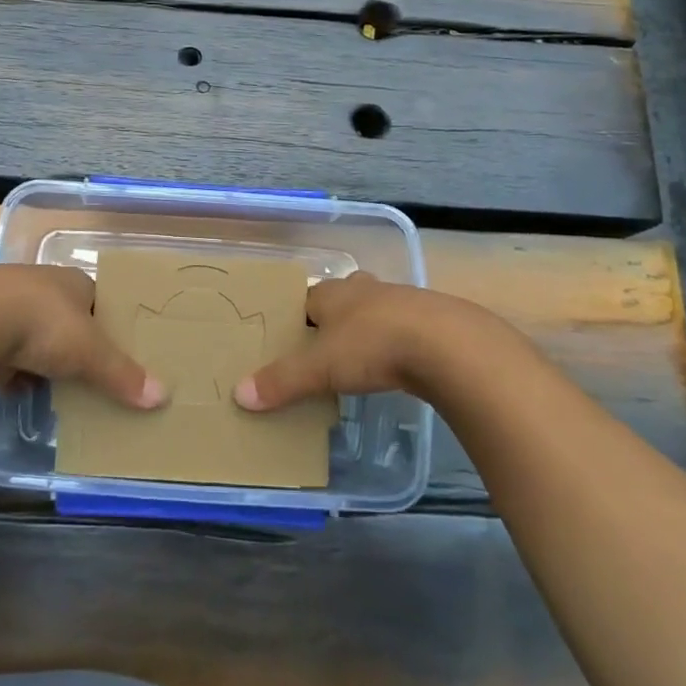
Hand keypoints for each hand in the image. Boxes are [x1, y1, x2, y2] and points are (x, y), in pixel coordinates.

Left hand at [0, 265, 166, 410]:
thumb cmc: (41, 324)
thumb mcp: (89, 351)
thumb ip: (122, 375)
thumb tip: (163, 396)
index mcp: (72, 281)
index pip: (99, 300)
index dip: (110, 324)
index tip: (121, 351)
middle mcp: (41, 287)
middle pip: (67, 319)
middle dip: (76, 346)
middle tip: (93, 376)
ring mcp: (7, 306)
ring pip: (35, 337)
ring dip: (44, 360)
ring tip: (61, 390)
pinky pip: (7, 355)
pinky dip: (15, 372)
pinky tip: (22, 392)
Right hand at [233, 272, 525, 410]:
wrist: (447, 345)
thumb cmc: (372, 344)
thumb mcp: (320, 367)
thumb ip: (282, 381)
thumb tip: (238, 395)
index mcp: (333, 293)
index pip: (305, 298)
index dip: (295, 316)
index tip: (287, 337)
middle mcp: (363, 290)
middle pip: (340, 299)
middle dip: (332, 317)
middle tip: (321, 346)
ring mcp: (400, 301)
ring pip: (373, 311)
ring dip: (365, 328)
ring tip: (356, 357)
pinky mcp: (430, 322)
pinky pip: (402, 329)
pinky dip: (394, 343)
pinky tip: (393, 364)